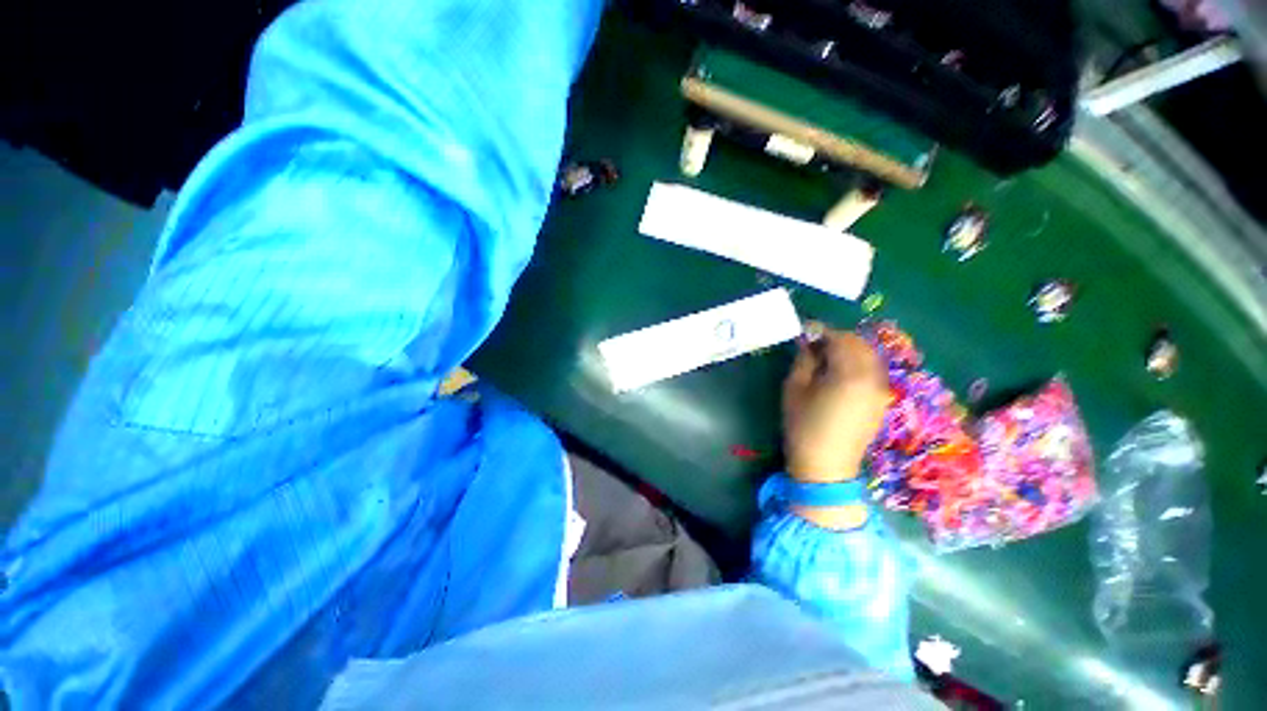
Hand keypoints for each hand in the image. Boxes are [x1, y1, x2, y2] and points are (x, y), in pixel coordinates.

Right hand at [783, 324, 889, 484]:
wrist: (825, 466)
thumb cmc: (803, 425)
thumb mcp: (794, 388)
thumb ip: (804, 360)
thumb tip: (809, 343)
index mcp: (850, 373)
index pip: (840, 339)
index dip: (822, 331)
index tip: (805, 331)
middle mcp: (872, 378)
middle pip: (860, 345)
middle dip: (837, 339)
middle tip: (814, 344)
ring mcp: (880, 391)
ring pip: (870, 357)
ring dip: (849, 350)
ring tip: (826, 358)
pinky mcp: (881, 402)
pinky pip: (873, 372)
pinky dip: (858, 364)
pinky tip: (840, 374)